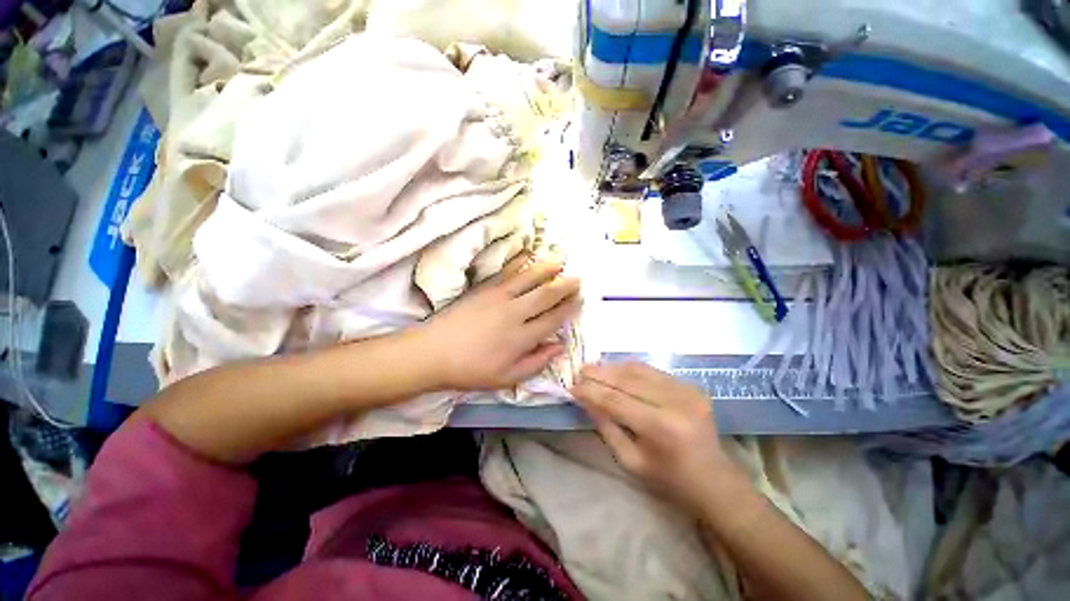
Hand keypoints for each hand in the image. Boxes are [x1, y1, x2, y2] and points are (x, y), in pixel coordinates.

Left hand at [418, 258, 581, 390]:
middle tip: (578, 278)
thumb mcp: (507, 377)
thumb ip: (536, 362)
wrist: (433, 352)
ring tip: (560, 261)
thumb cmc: (471, 370)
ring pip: (529, 279)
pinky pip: (506, 272)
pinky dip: (519, 262)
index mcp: (522, 337)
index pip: (552, 319)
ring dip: (547, 269)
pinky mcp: (484, 289)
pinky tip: (528, 255)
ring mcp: (498, 297)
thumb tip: (559, 347)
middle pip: (545, 295)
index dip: (568, 309)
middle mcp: (515, 313)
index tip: (579, 300)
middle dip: (564, 286)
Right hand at [571, 362, 744, 515]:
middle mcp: (676, 402)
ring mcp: (687, 390)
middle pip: (627, 379)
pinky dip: (631, 369)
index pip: (616, 400)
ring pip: (639, 369)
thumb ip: (606, 426)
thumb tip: (585, 399)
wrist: (715, 480)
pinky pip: (653, 370)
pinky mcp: (691, 385)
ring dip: (613, 367)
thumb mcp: (630, 460)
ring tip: (594, 368)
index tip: (572, 386)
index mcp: (662, 428)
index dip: (591, 391)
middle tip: (580, 371)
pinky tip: (616, 371)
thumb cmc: (669, 479)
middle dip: (599, 373)